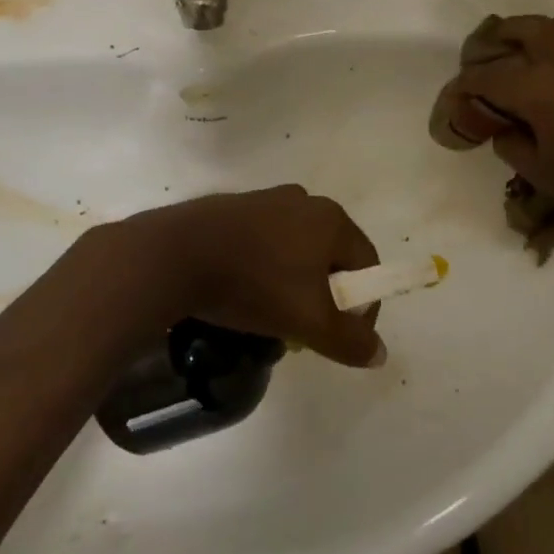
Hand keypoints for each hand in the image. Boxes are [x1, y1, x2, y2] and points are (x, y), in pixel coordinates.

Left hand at [88, 186, 385, 367]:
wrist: (174, 255)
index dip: (362, 306)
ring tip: (270, 315)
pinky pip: (266, 242)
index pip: (367, 265)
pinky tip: (242, 292)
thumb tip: (380, 354)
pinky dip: (265, 268)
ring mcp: (267, 200)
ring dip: (294, 284)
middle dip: (325, 297)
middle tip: (304, 329)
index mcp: (332, 218)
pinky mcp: (235, 207)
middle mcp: (305, 200)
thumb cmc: (253, 284)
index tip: (339, 337)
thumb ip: (349, 340)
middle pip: (332, 257)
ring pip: (297, 251)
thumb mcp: (309, 321)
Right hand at [434, 15, 553, 237]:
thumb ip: (509, 142)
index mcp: (539, 91)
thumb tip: (503, 126)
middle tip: (493, 42)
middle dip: (505, 31)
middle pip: (531, 28)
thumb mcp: (536, 170)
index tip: (458, 89)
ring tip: (544, 39)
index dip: (468, 81)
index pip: (491, 76)